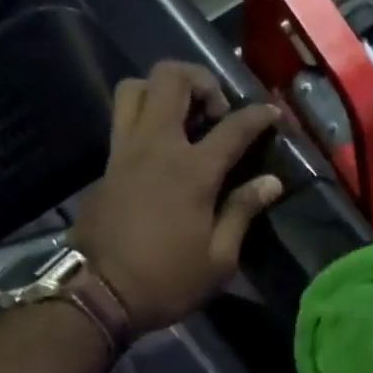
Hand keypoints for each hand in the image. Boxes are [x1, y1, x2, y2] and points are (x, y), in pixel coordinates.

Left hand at [71, 61, 286, 333]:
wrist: (99, 293)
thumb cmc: (167, 281)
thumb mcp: (219, 259)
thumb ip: (243, 212)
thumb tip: (271, 182)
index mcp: (192, 171)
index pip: (233, 127)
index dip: (258, 115)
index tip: (272, 112)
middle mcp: (156, 146)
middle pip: (171, 78)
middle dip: (201, 80)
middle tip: (217, 111)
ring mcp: (125, 152)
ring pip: (135, 88)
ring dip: (162, 90)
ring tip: (183, 117)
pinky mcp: (106, 166)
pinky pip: (122, 119)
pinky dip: (143, 116)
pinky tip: (161, 147)